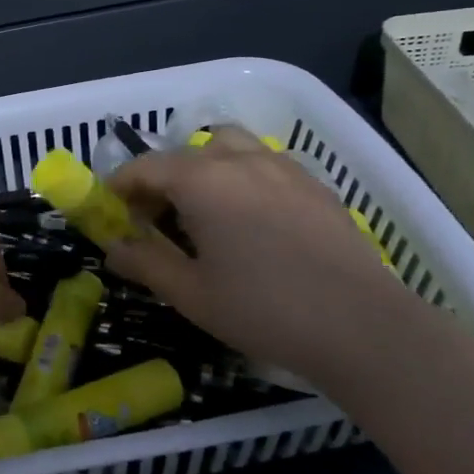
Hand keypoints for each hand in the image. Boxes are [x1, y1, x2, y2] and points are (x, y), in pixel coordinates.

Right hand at [103, 127, 423, 380]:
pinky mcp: (314, 183)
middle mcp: (240, 159)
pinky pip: (263, 163)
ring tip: (205, 210)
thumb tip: (112, 248)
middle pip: (186, 152)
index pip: (145, 167)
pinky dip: (241, 177)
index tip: (110, 212)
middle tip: (157, 219)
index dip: (120, 186)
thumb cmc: (264, 309)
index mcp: (203, 180)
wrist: (362, 326)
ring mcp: (282, 166)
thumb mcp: (191, 293)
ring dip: (204, 168)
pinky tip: (251, 221)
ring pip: (229, 147)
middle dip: (161, 179)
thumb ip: (145, 263)